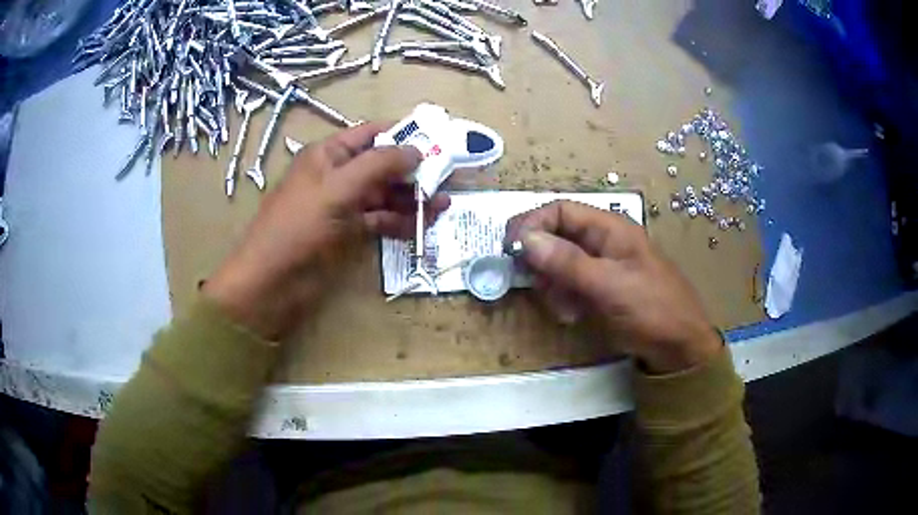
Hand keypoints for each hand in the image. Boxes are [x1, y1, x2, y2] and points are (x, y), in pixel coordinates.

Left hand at [204, 122, 449, 339]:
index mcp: (328, 154)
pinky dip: (398, 222)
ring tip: (443, 205)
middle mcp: (337, 175)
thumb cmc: (298, 227)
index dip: (402, 135)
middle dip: (412, 171)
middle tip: (447, 179)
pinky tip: (420, 226)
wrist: (271, 282)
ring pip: (383, 194)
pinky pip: (378, 220)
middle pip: (381, 165)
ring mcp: (342, 205)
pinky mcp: (346, 233)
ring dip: (410, 198)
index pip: (371, 134)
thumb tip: (416, 150)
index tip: (437, 140)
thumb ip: (378, 165)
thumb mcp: (338, 188)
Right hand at [504, 201, 721, 372]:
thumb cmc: (651, 308)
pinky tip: (574, 315)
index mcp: (609, 228)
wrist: (679, 347)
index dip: (532, 225)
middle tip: (540, 288)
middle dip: (542, 263)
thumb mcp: (608, 285)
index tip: (510, 251)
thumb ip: (567, 262)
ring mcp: (601, 266)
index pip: (560, 211)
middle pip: (555, 237)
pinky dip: (565, 299)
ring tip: (566, 310)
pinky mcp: (600, 289)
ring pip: (558, 264)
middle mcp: (602, 241)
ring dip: (553, 286)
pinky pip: (569, 286)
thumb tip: (524, 239)